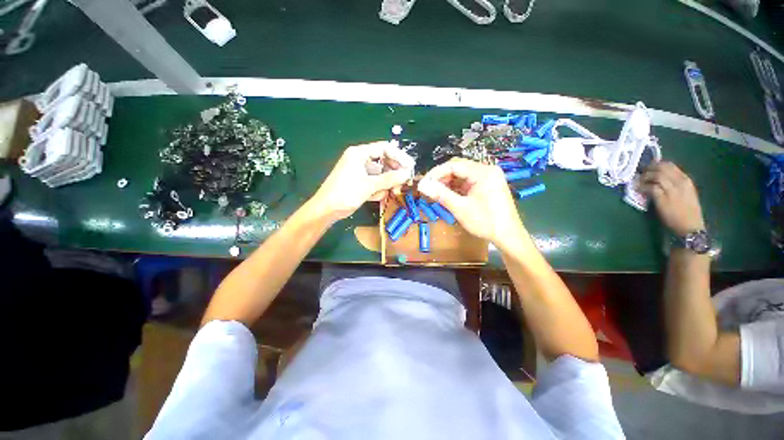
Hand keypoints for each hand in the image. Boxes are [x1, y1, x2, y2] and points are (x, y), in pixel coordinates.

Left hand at [310, 141, 414, 220]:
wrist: (327, 210)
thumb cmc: (345, 193)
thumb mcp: (369, 185)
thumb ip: (390, 179)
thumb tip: (407, 173)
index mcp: (359, 153)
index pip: (384, 148)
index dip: (399, 157)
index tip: (410, 167)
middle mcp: (360, 159)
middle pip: (384, 161)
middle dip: (393, 173)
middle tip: (403, 183)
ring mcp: (360, 171)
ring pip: (381, 174)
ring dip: (386, 184)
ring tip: (389, 192)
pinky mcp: (360, 182)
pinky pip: (375, 182)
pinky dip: (378, 189)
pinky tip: (376, 196)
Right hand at [418, 158, 523, 244]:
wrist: (508, 236)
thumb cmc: (485, 222)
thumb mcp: (460, 208)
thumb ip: (440, 194)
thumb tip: (421, 185)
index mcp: (483, 172)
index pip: (454, 165)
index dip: (436, 173)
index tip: (423, 183)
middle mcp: (487, 170)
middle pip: (458, 168)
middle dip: (441, 178)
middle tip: (429, 189)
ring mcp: (488, 178)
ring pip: (462, 176)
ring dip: (448, 184)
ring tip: (436, 194)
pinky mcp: (487, 186)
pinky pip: (468, 183)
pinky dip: (456, 188)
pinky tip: (448, 196)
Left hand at [641, 161, 704, 235]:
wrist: (690, 226)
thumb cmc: (687, 211)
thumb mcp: (685, 193)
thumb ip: (675, 183)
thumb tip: (659, 177)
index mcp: (686, 180)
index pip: (670, 165)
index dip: (656, 164)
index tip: (648, 167)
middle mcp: (680, 182)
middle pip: (662, 168)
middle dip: (649, 168)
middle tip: (640, 172)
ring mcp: (672, 190)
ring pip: (656, 176)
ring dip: (644, 177)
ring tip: (637, 181)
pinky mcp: (663, 198)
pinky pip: (651, 187)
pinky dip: (642, 186)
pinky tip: (638, 189)